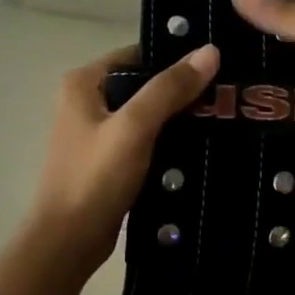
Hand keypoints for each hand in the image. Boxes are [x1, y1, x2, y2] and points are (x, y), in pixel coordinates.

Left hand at [24, 42, 220, 276]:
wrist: (67, 243)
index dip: (176, 57)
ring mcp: (96, 133)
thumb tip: (210, 51)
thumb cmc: (94, 178)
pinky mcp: (108, 160)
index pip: (138, 54)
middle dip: (182, 89)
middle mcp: (86, 101)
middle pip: (144, 83)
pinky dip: (168, 141)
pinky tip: (201, 146)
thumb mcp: (134, 127)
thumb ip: (170, 88)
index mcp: (84, 83)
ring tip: (222, 116)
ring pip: (147, 114)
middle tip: (226, 93)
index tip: (216, 63)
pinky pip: (145, 140)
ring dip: (178, 117)